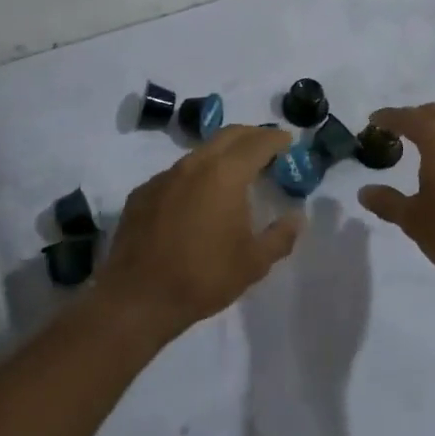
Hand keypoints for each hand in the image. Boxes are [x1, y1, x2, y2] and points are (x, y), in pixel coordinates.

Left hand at [99, 126, 302, 340]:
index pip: (257, 143)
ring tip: (236, 173)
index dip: (276, 139)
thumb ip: (280, 236)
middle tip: (267, 147)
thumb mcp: (254, 263)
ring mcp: (163, 177)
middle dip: (251, 136)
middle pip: (227, 136)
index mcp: (225, 175)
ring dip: (222, 155)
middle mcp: (193, 165)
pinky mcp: (142, 194)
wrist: (137, 299)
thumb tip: (297, 217)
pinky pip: (176, 175)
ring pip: (199, 153)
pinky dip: (195, 177)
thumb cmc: (203, 277)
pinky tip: (198, 199)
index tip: (288, 141)